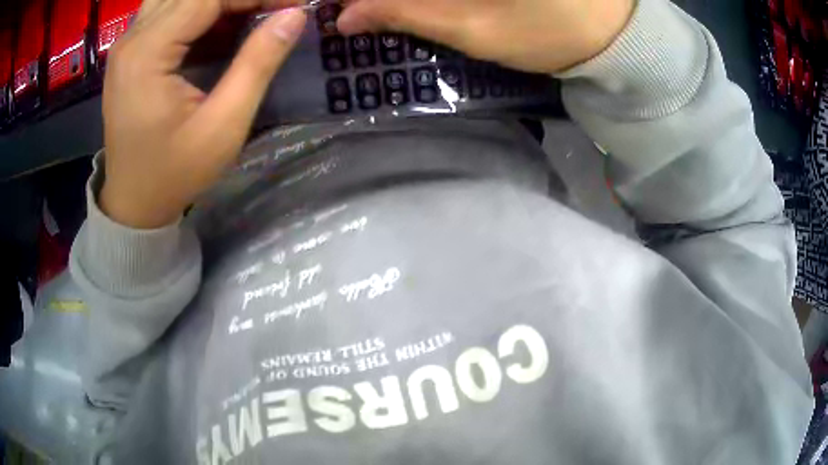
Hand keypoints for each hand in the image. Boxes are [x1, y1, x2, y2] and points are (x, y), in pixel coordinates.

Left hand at [100, 0, 306, 228]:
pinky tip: (219, 23)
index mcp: (147, 54)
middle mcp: (132, 38)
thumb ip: (258, 63)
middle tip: (273, 10)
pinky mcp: (130, 50)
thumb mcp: (223, 126)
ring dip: (215, 2)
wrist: (133, 203)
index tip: (294, 5)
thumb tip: (294, 15)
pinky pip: (168, 9)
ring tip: (247, 14)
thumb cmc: (174, 173)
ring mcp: (127, 42)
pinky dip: (199, 9)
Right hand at [337, 0, 634, 73]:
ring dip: (402, 1)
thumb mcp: (472, 27)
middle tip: (360, 12)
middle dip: (381, 0)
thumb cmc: (547, 31)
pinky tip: (414, 7)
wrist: (610, 31)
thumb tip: (345, 15)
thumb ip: (403, 13)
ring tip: (380, 12)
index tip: (341, 7)